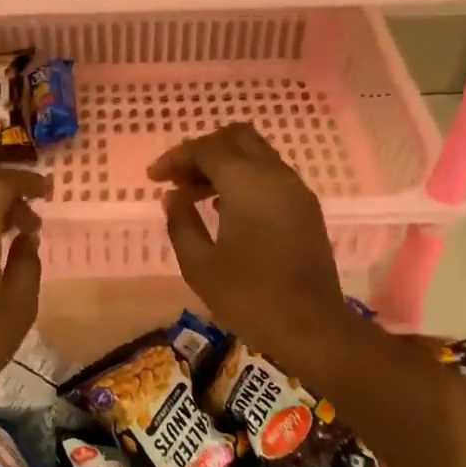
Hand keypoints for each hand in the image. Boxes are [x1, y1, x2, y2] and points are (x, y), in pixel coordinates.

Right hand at [148, 124, 363, 383]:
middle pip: (236, 138)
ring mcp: (296, 190)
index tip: (154, 178)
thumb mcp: (199, 264)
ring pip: (256, 154)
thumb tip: (174, 197)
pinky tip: (224, 209)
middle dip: (203, 151)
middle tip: (178, 178)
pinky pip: (270, 175)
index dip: (176, 157)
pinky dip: (244, 178)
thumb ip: (181, 222)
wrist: (312, 328)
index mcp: (247, 182)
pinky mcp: (306, 209)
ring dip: (224, 164)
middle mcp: (275, 175)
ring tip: (194, 195)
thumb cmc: (249, 297)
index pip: (207, 149)